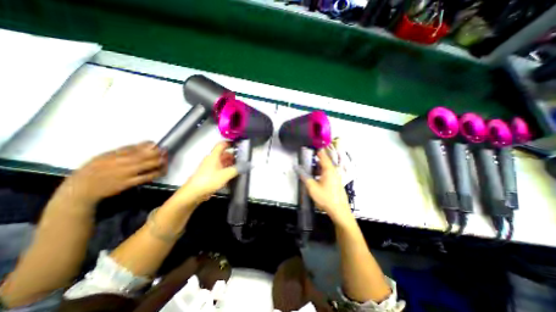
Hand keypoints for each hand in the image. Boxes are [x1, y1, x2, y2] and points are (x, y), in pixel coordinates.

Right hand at [59, 142, 166, 205]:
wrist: (81, 190)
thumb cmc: (93, 170)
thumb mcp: (104, 156)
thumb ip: (124, 150)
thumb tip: (142, 144)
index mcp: (115, 155)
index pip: (136, 147)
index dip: (150, 145)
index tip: (157, 144)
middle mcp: (122, 163)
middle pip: (146, 155)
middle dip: (158, 153)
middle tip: (165, 151)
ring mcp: (126, 173)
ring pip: (149, 165)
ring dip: (160, 161)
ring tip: (166, 159)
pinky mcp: (129, 183)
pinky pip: (147, 177)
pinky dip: (157, 173)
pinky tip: (162, 170)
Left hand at [165, 142, 252, 208]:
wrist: (194, 193)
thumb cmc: (209, 180)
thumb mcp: (225, 174)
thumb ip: (238, 169)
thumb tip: (249, 165)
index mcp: (214, 156)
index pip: (222, 145)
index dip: (230, 143)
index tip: (239, 144)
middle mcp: (212, 159)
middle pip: (224, 154)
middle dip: (234, 156)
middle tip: (243, 159)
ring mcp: (211, 167)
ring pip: (223, 162)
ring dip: (231, 164)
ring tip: (241, 167)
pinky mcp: (210, 174)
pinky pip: (221, 169)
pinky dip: (227, 170)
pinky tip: (233, 175)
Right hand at [298, 148, 353, 224]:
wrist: (339, 211)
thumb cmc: (325, 198)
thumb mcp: (312, 187)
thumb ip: (304, 176)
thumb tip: (297, 168)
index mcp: (329, 169)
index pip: (322, 156)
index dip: (316, 151)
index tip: (310, 148)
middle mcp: (334, 171)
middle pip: (324, 161)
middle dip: (315, 160)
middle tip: (307, 160)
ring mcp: (336, 177)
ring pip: (326, 168)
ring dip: (318, 168)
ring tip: (310, 170)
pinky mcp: (336, 182)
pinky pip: (328, 173)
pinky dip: (321, 173)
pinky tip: (316, 178)